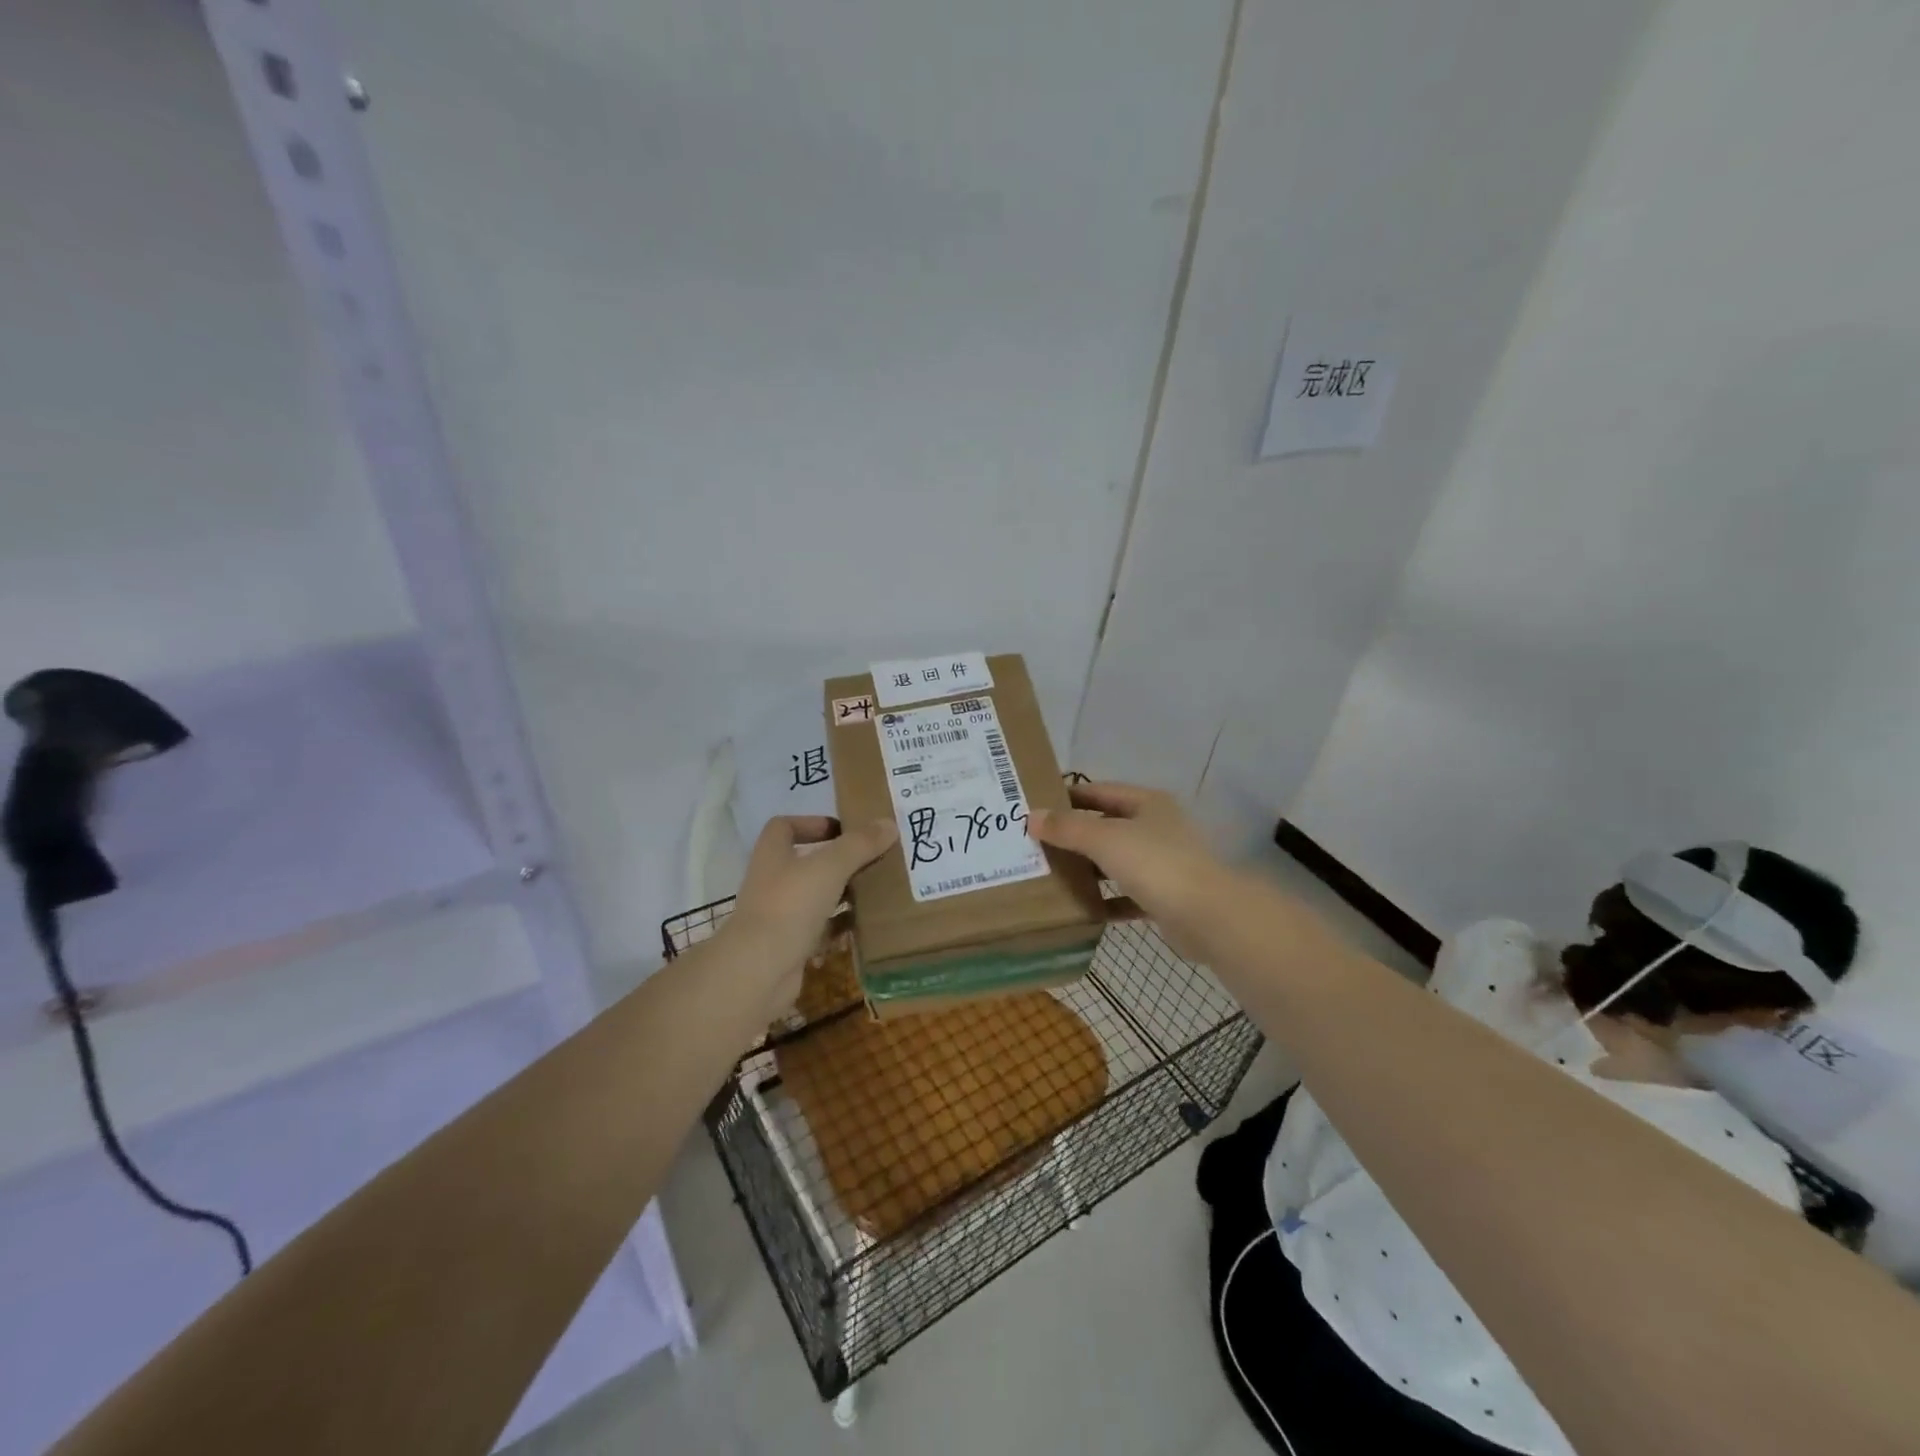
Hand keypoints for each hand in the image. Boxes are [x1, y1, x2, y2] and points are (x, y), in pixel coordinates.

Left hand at [724, 815, 898, 1014]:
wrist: (760, 970)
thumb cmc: (791, 905)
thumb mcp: (830, 867)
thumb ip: (860, 844)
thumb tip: (889, 823)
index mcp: (773, 854)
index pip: (785, 826)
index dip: (812, 823)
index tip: (844, 830)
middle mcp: (773, 881)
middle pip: (806, 862)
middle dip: (838, 861)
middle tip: (872, 860)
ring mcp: (780, 915)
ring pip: (816, 897)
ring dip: (842, 894)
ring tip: (876, 890)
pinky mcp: (790, 945)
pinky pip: (821, 929)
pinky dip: (841, 926)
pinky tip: (866, 925)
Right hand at [1027, 782, 1227, 960]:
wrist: (1208, 916)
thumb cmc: (1155, 864)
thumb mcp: (1104, 839)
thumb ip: (1067, 828)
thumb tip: (1031, 817)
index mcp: (1146, 803)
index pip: (1099, 791)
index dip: (1068, 796)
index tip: (1035, 806)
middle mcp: (1156, 828)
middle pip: (1106, 825)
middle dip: (1073, 834)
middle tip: (1034, 843)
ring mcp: (1163, 863)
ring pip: (1116, 861)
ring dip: (1088, 868)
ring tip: (1049, 875)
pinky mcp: (1164, 897)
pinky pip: (1126, 895)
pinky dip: (1105, 901)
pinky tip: (1080, 909)